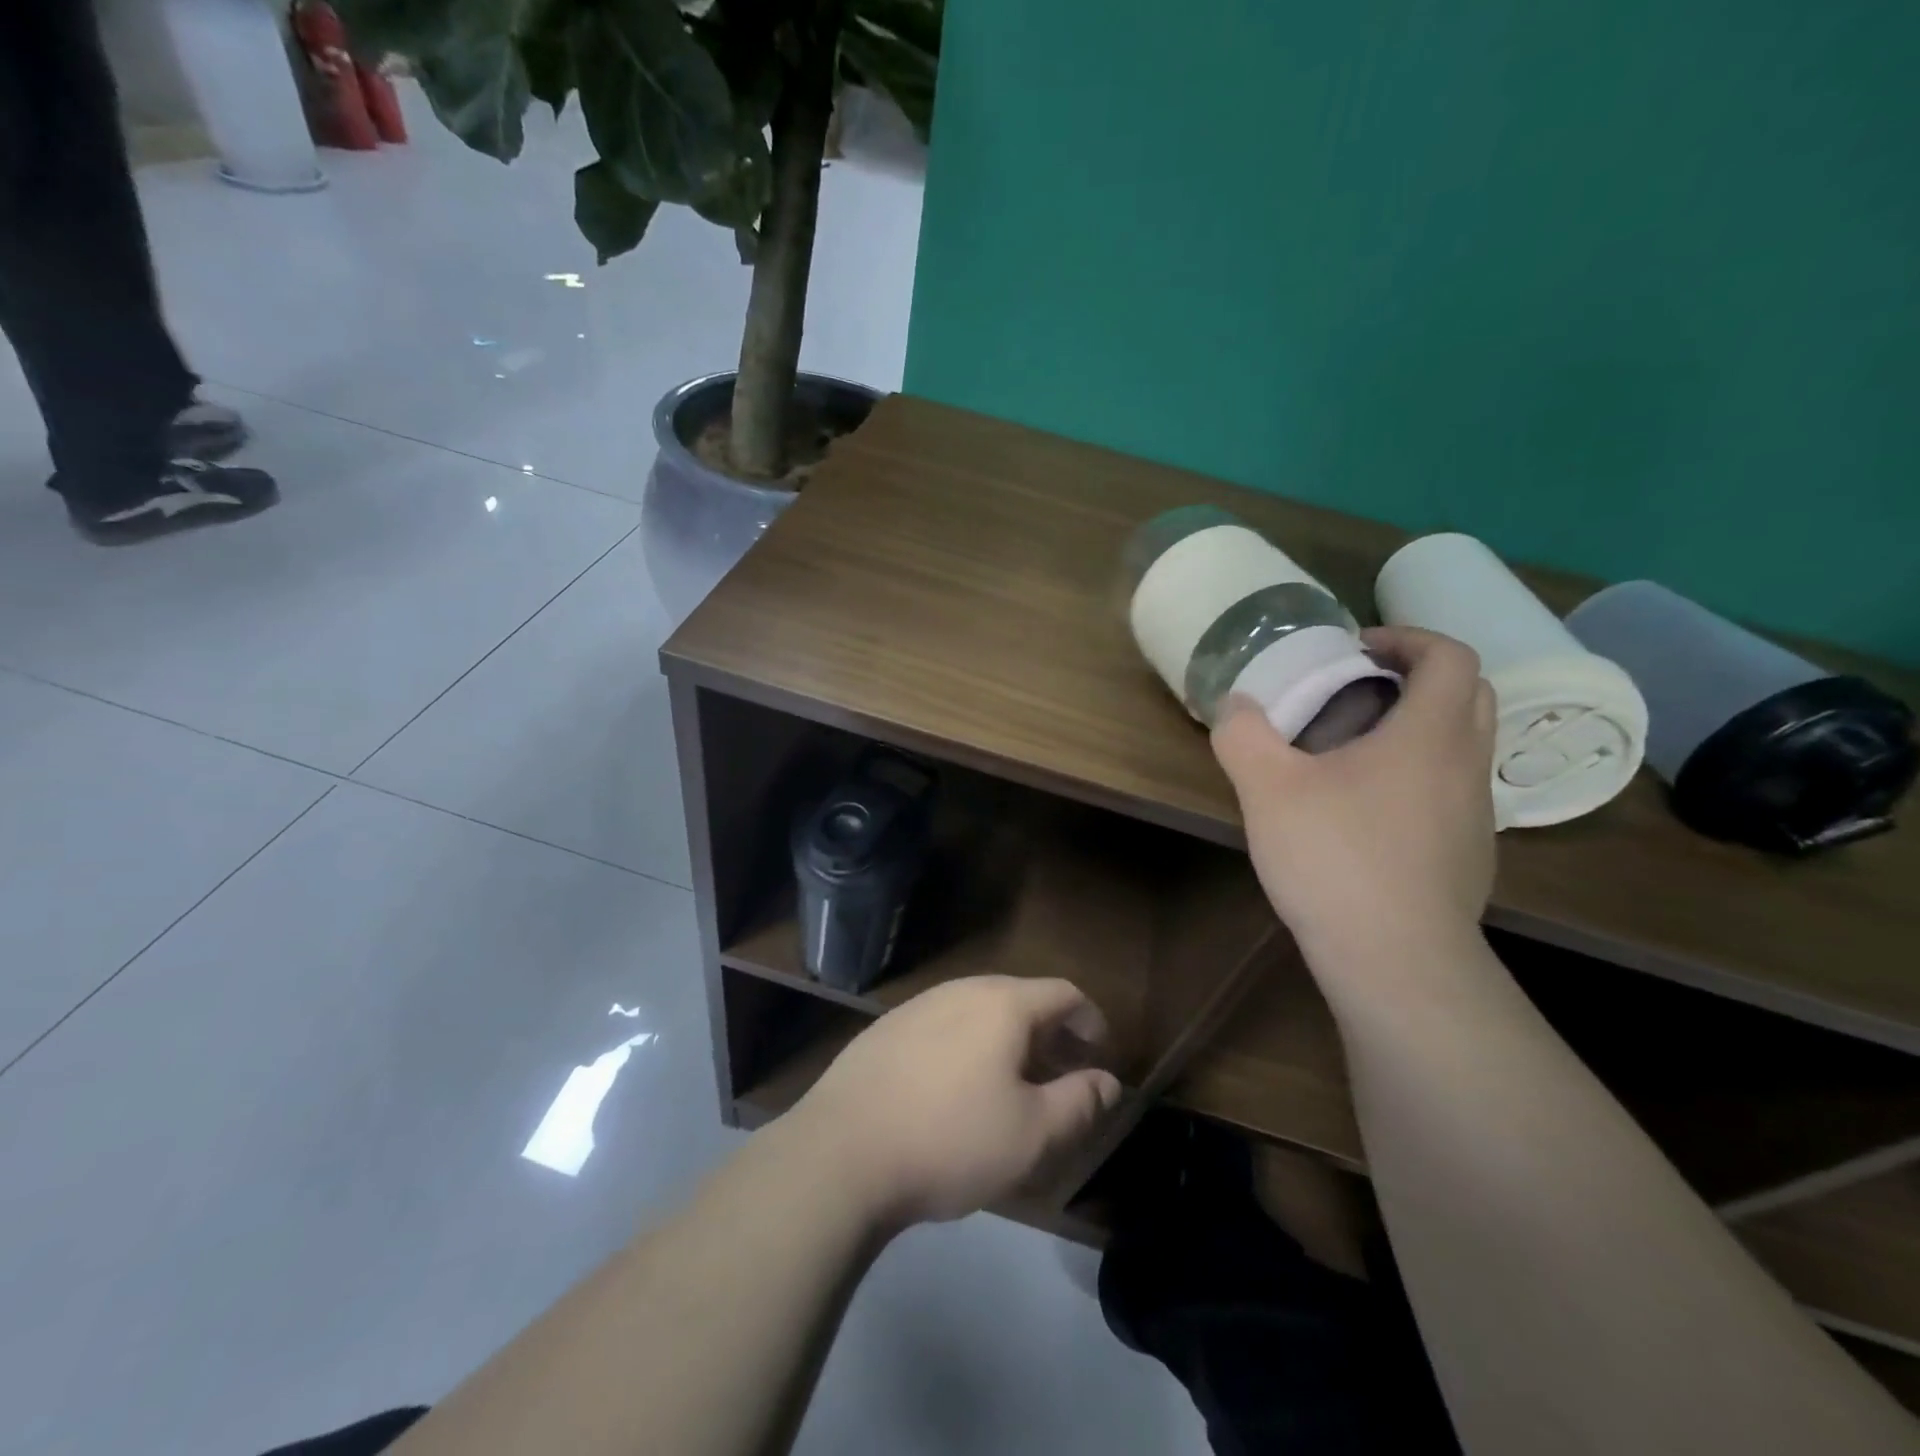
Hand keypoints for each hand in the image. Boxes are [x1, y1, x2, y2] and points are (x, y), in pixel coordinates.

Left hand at [780, 976, 1122, 1229]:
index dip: (1090, 1020)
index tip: (1100, 1054)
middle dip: (1050, 1033)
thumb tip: (1108, 1082)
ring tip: (1013, 1083)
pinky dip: (968, 1045)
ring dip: (1007, 1039)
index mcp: (1002, 1004)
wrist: (841, 1152)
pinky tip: (956, 1088)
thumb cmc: (951, 1140)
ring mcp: (918, 1006)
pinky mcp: (885, 1029)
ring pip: (979, 1011)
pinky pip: (944, 1025)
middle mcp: (961, 990)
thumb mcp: (1032, 1135)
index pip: (1063, 993)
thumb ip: (1079, 1103)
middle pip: (1020, 998)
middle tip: (1062, 1073)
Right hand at [1212, 625, 1497, 967]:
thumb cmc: (1335, 858)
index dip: (1407, 638)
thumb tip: (1236, 704)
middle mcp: (1467, 765)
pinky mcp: (1469, 855)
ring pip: (1463, 746)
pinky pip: (1452, 791)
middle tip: (1360, 688)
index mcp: (1430, 734)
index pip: (1450, 657)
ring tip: (1355, 749)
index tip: (1357, 649)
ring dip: (1420, 728)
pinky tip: (1367, 811)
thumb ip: (1244, 735)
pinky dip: (1419, 776)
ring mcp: (1476, 815)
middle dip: (1420, 677)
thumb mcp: (1267, 789)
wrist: (1395, 959)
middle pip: (1471, 694)